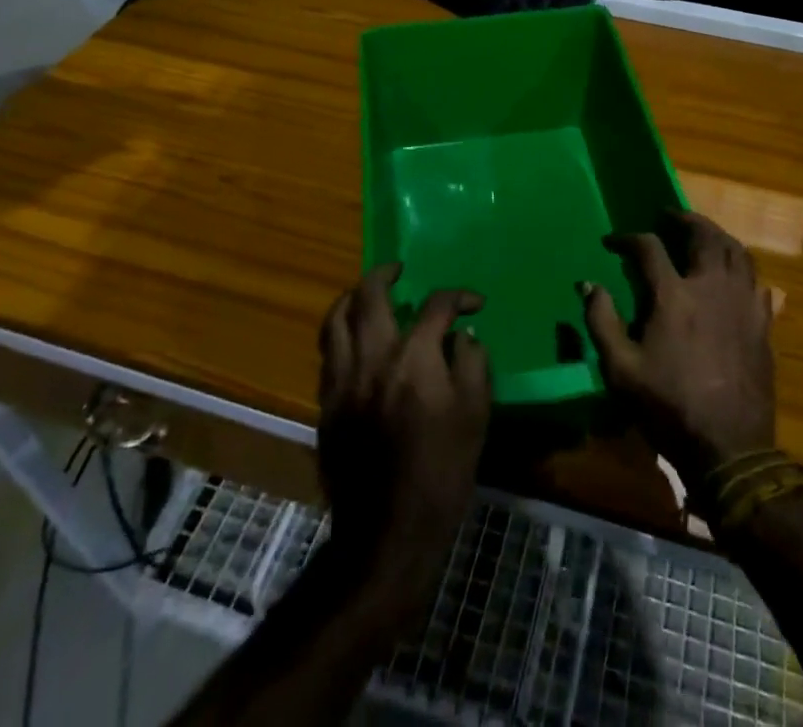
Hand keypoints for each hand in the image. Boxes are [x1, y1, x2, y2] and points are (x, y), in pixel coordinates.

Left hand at [317, 263, 491, 606]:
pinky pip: (327, 352)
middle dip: (385, 274)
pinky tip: (355, 339)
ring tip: (367, 293)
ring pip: (335, 320)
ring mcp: (342, 381)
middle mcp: (372, 359)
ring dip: (352, 297)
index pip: (436, 306)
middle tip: (399, 270)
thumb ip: (472, 363)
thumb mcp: (476, 415)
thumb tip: (462, 335)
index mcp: (414, 359)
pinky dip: (340, 333)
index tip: (473, 302)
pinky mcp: (326, 405)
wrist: (389, 533)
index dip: (458, 296)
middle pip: (369, 296)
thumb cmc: (442, 472)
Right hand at [581, 211, 775, 484]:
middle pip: (703, 234)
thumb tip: (589, 284)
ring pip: (736, 251)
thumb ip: (601, 321)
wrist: (729, 448)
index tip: (614, 240)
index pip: (649, 247)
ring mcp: (742, 303)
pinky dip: (742, 267)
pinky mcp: (762, 322)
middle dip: (683, 219)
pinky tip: (733, 274)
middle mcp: (711, 287)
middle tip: (669, 216)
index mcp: (673, 295)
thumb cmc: (668, 407)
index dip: (628, 238)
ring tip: (702, 235)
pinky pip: (756, 280)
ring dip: (717, 235)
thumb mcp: (620, 370)